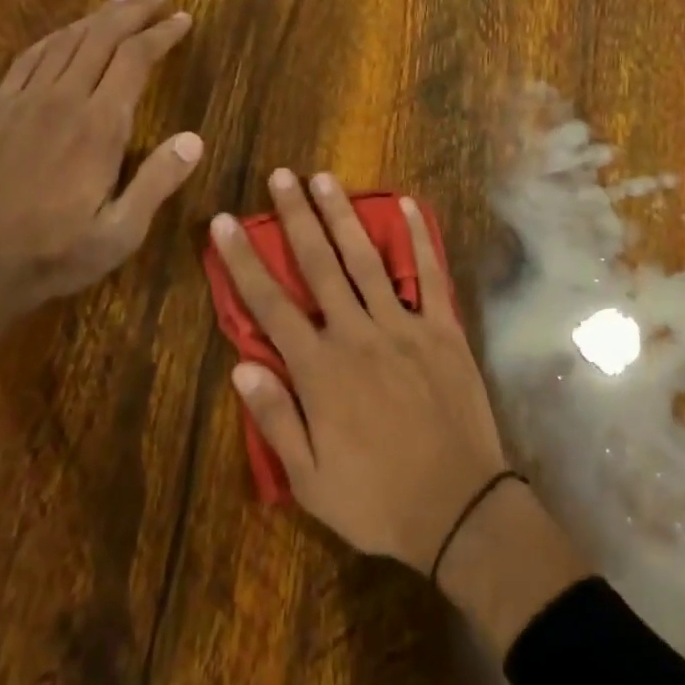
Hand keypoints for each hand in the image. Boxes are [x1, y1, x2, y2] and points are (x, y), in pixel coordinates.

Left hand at [0, 0, 202, 353]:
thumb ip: (158, 182)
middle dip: (134, 10)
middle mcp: (63, 101)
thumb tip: (194, 139)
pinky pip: (28, 58)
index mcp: (99, 128)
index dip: (161, 34)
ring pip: (66, 41)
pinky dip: (55, 36)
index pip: (135, 61)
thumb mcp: (121, 232)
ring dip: (97, 15)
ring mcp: (24, 102)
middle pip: (102, 38)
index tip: (182, 18)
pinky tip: (68, 31)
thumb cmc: (56, 255)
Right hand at [211, 169, 509, 571]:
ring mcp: (404, 327)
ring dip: (343, 216)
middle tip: (281, 176)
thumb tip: (240, 366)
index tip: (225, 221)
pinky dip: (419, 238)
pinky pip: (431, 275)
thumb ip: (275, 419)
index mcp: (319, 370)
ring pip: (367, 260)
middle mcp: (357, 335)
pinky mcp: (443, 331)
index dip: (243, 261)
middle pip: (319, 266)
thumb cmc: (377, 499)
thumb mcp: (309, 479)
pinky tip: (407, 205)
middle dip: (296, 218)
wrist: (459, 509)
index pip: (269, 305)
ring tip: (324, 178)